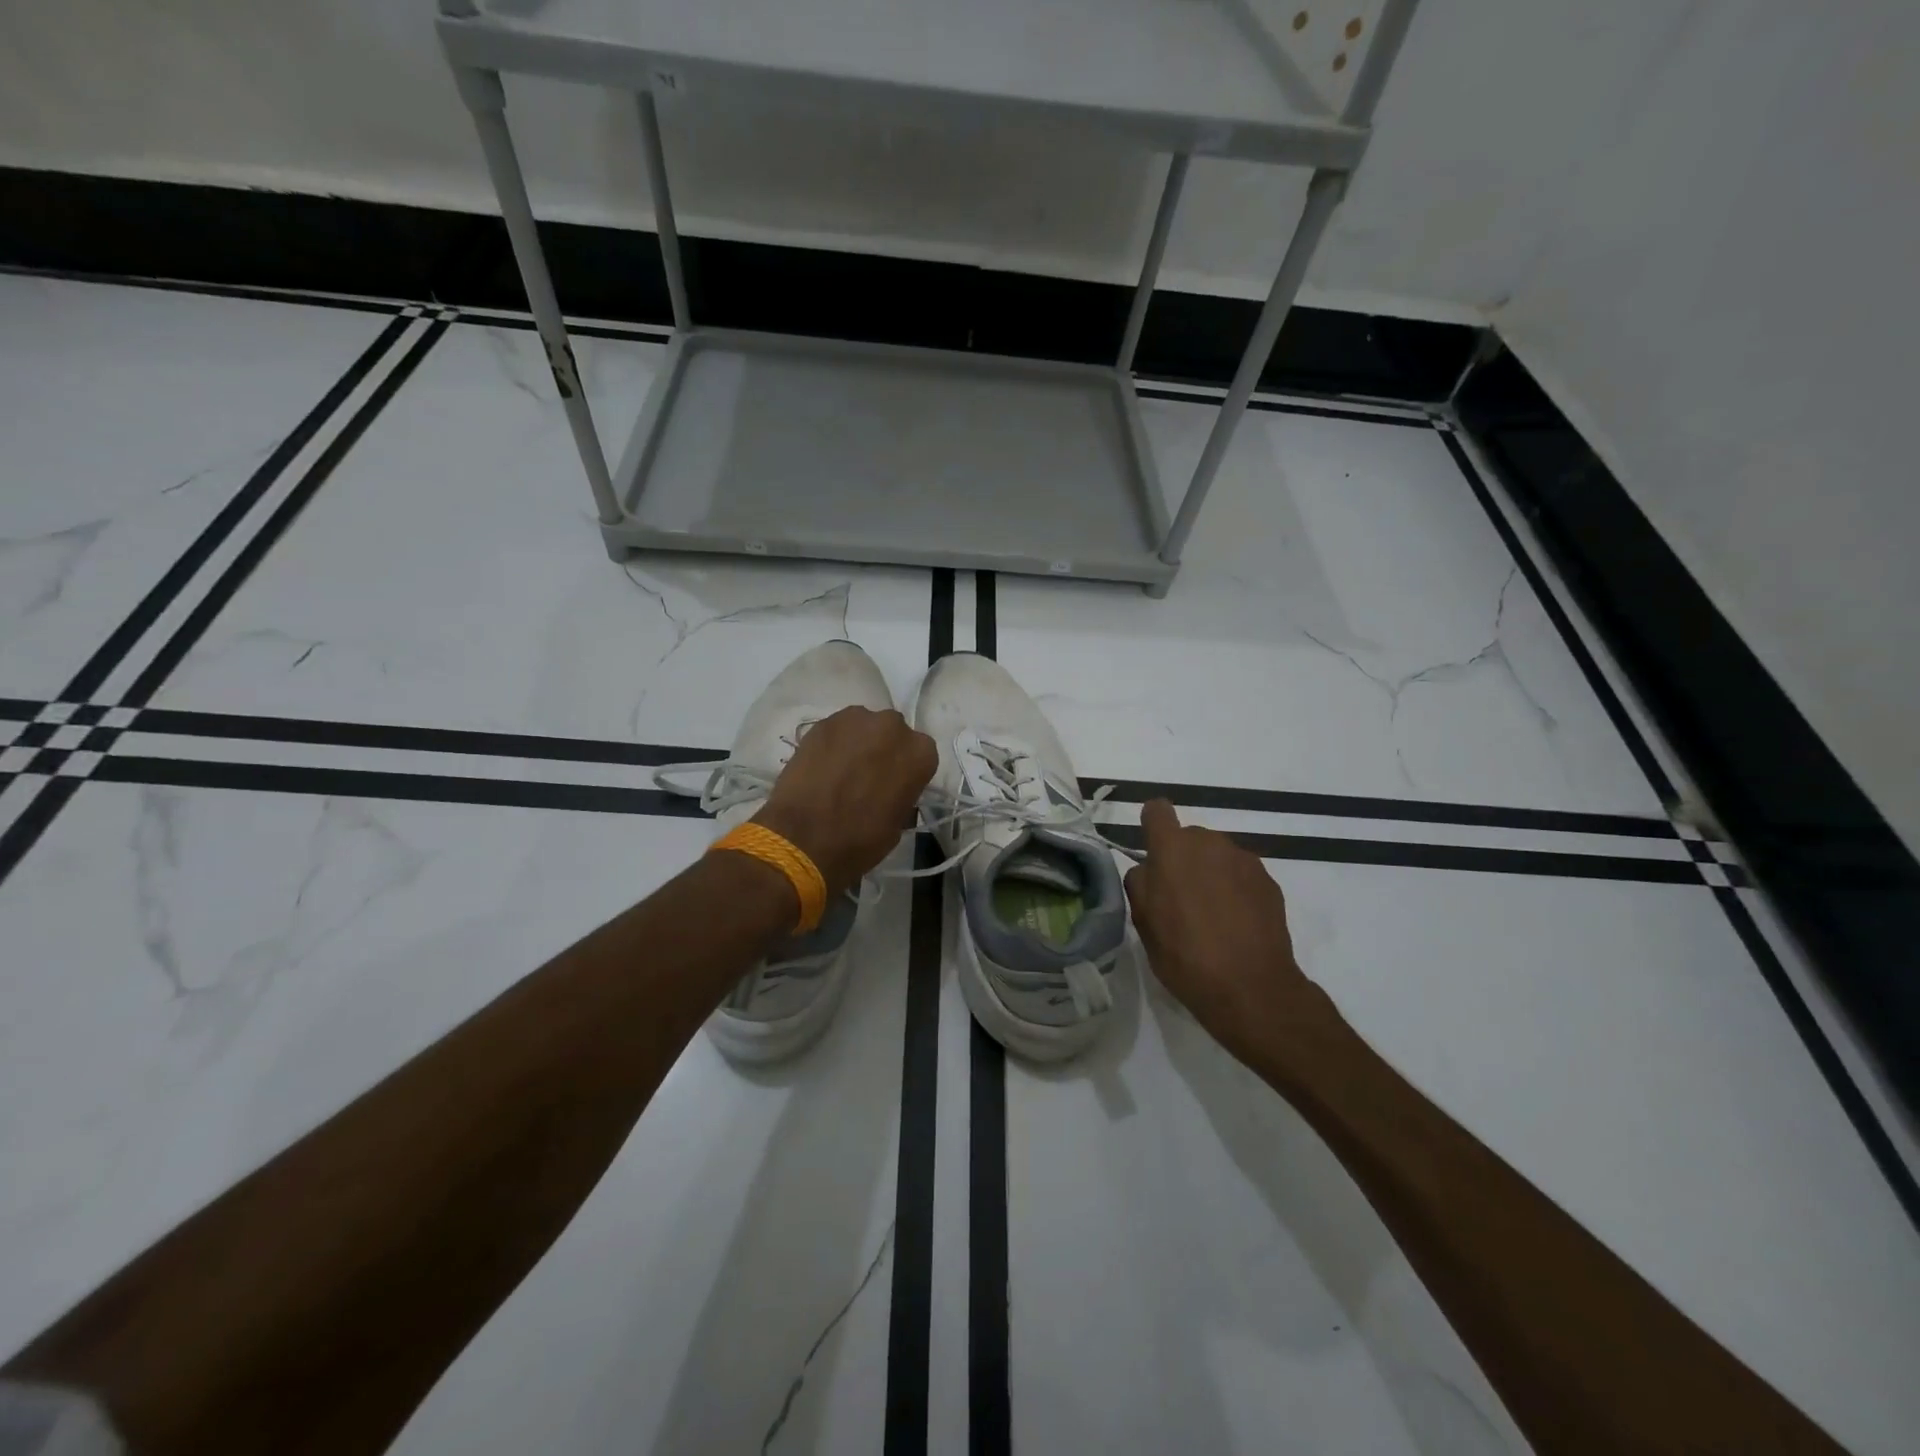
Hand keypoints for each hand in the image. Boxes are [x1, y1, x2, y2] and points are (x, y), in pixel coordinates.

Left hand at [755, 706, 936, 896]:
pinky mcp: (823, 722)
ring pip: (864, 728)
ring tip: (841, 771)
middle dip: (883, 750)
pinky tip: (823, 767)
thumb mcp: (898, 824)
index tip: (895, 786)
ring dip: (858, 744)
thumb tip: (892, 789)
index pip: (921, 755)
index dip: (906, 771)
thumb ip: (902, 794)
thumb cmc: (860, 839)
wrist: (803, 838)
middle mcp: (893, 726)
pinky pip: (837, 731)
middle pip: (893, 734)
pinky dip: (833, 744)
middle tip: (868, 777)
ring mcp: (856, 719)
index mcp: (920, 752)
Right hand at [1123, 799, 1340, 1074]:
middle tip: (1180, 899)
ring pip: (1217, 856)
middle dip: (1182, 859)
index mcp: (1172, 849)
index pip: (1157, 811)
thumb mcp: (1144, 923)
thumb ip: (1140, 884)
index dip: (1152, 827)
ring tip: (1212, 916)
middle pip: (1189, 838)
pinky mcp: (1269, 881)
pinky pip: (1241, 875)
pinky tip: (1236, 924)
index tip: (1153, 853)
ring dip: (1210, 874)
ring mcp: (1244, 860)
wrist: (1251, 987)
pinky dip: (1235, 890)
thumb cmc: (1184, 954)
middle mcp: (1209, 843)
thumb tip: (1149, 870)